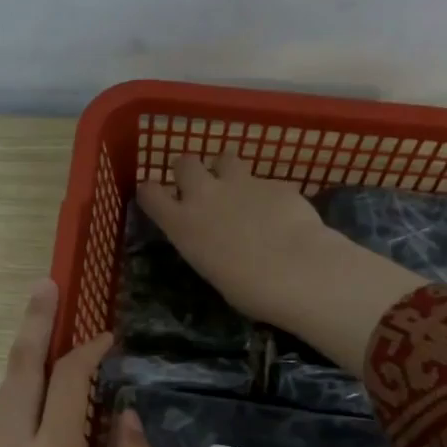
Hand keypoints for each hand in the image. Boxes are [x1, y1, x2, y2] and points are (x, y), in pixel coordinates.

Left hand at [0, 278, 155, 446]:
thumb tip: (129, 416)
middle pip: (19, 371)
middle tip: (46, 285)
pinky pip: (2, 417)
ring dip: (24, 354)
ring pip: (5, 392)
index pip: (68, 385)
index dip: (89, 353)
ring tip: (41, 320)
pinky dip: (20, 388)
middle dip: (33, 324)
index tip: (111, 338)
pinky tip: (37, 385)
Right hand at [136, 152, 334, 328]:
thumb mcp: (211, 269)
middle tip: (201, 187)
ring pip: (225, 157)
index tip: (156, 197)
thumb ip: (206, 244)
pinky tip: (279, 213)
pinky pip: (264, 181)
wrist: (296, 270)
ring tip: (239, 190)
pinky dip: (266, 193)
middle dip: (190, 171)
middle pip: (185, 163)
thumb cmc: (248, 289)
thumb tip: (215, 240)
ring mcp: (241, 183)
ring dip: (227, 170)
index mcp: (182, 224)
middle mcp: (205, 195)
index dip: (151, 192)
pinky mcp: (274, 182)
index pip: (150, 193)